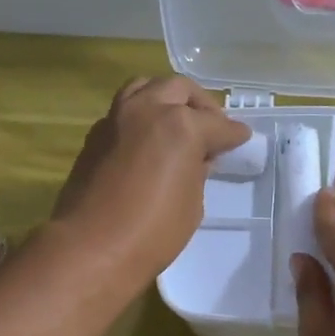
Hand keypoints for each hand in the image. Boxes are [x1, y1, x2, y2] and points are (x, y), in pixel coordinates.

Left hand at [52, 77, 251, 285]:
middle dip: (201, 105)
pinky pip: (123, 110)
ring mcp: (117, 118)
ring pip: (146, 88)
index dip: (234, 134)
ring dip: (166, 98)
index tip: (242, 138)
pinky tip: (148, 139)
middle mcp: (148, 110)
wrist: (92, 248)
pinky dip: (141, 116)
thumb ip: (197, 172)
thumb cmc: (153, 232)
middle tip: (212, 127)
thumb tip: (198, 159)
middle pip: (179, 90)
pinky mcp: (95, 135)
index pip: (217, 125)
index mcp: (180, 126)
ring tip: (177, 120)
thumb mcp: (192, 204)